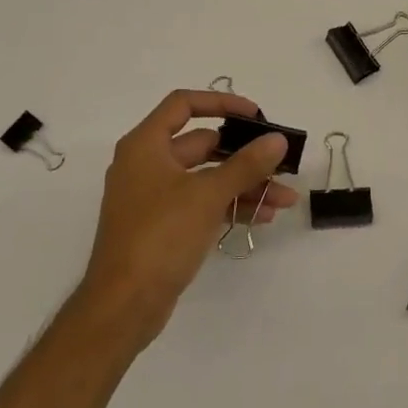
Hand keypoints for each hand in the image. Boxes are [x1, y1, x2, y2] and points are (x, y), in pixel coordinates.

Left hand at [78, 89, 297, 348]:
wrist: (123, 306)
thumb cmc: (160, 236)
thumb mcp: (207, 195)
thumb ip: (246, 164)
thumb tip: (277, 140)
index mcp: (146, 145)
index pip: (183, 104)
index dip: (221, 102)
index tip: (255, 115)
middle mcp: (147, 164)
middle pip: (201, 144)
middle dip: (244, 154)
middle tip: (279, 162)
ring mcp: (154, 197)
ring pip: (206, 177)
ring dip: (244, 184)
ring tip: (284, 198)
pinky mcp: (163, 226)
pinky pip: (202, 203)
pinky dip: (229, 205)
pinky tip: (263, 216)